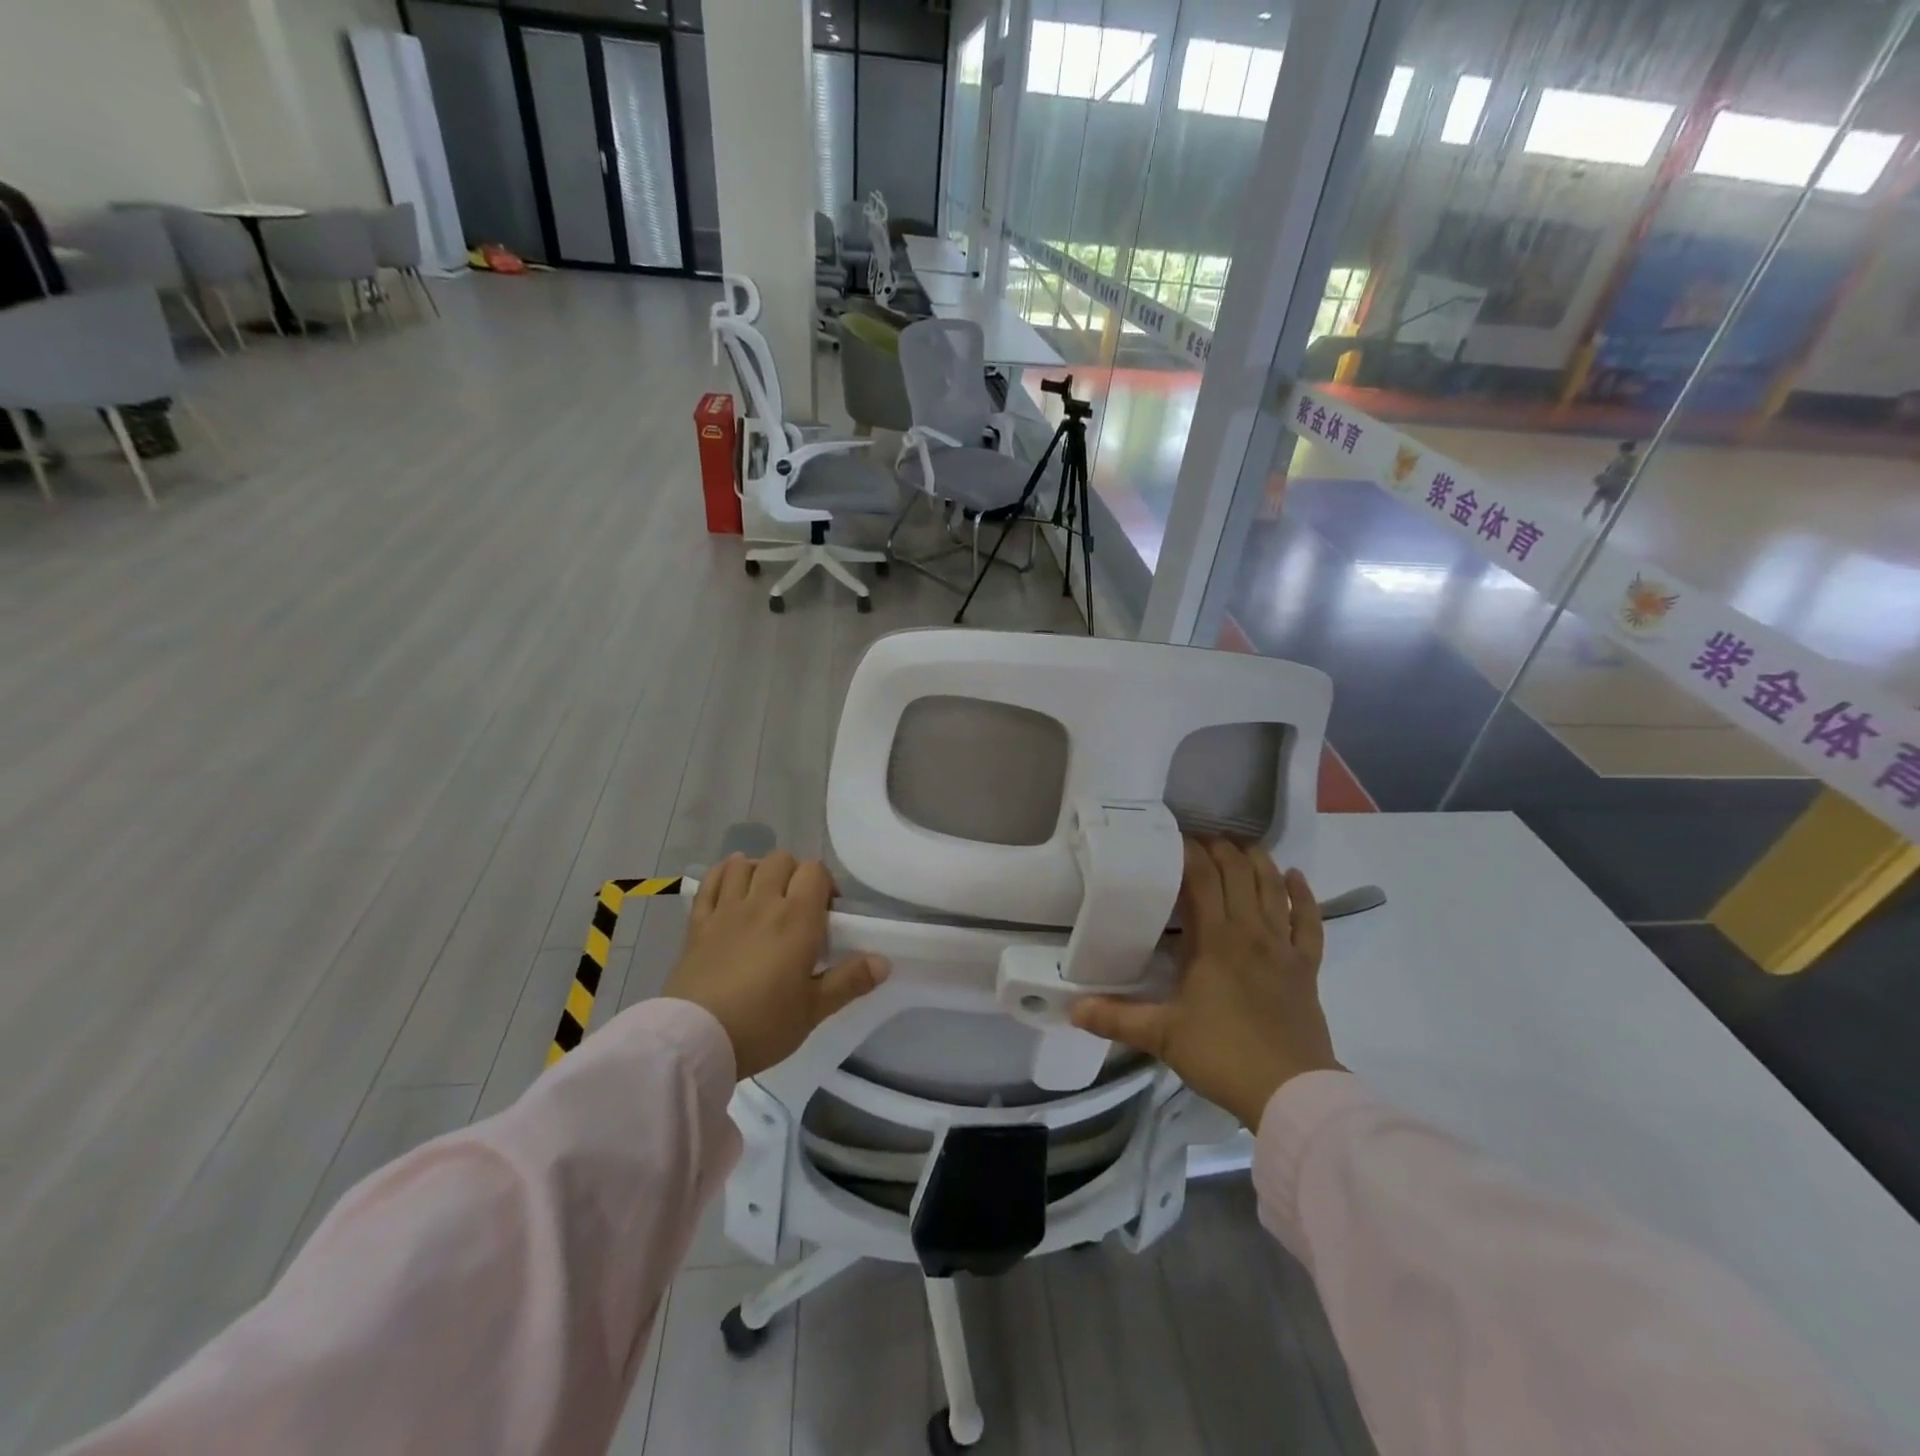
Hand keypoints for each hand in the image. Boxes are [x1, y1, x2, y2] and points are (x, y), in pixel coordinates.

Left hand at [663, 851, 888, 1078]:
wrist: (696, 1040)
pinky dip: (724, 874)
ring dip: (759, 871)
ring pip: (745, 864)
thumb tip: (884, 961)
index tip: (827, 914)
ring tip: (765, 896)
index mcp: (797, 919)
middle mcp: (763, 903)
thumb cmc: (763, 1025)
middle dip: (794, 875)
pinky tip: (732, 885)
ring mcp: (726, 909)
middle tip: (798, 908)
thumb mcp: (815, 1009)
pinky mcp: (698, 922)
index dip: (825, 885)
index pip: (815, 871)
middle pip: (782, 860)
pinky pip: (711, 881)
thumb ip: (850, 981)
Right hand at [1070, 838, 1339, 1129]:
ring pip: (1273, 889)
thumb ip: (1116, 1018)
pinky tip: (1296, 877)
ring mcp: (1283, 948)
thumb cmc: (1223, 1055)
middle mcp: (1250, 932)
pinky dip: (1304, 896)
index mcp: (1215, 939)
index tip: (1173, 840)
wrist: (1290, 1092)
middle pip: (1238, 874)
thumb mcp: (1163, 1036)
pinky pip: (1310, 922)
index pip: (1203, 878)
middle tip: (1200, 840)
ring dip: (1258, 861)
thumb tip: (1072, 1008)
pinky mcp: (1306, 968)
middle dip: (1220, 849)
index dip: (1190, 853)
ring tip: (1241, 845)